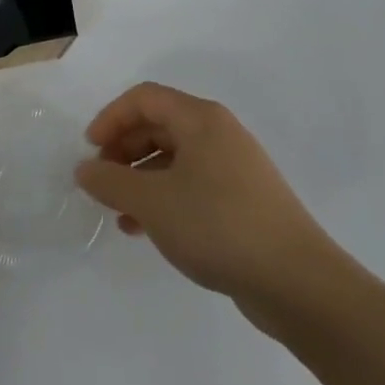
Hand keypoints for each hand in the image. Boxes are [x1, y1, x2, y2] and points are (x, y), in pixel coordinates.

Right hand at [75, 83, 344, 326]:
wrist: (300, 286)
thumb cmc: (219, 226)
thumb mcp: (152, 202)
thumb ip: (111, 181)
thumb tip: (84, 169)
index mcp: (201, 120)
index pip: (143, 99)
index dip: (111, 118)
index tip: (90, 151)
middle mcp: (219, 134)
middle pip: (158, 126)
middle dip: (123, 151)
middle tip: (102, 181)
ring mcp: (235, 169)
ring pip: (173, 160)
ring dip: (140, 180)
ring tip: (119, 213)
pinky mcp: (244, 202)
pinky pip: (192, 186)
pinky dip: (164, 199)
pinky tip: (146, 230)